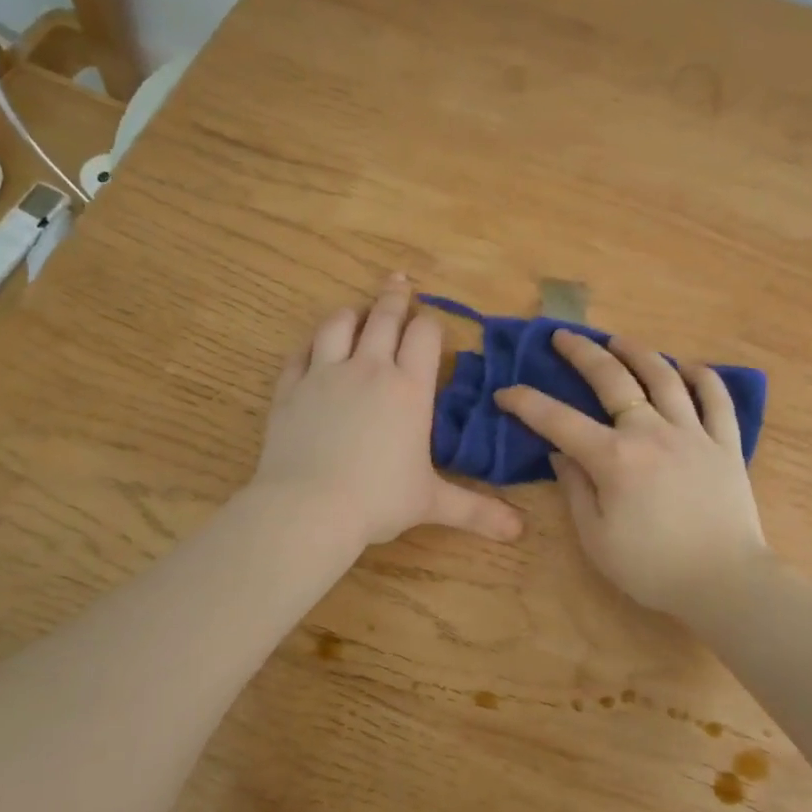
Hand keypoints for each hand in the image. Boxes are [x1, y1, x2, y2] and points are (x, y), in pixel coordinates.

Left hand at [254, 275, 523, 548]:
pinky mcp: (290, 388)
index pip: (424, 335)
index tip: (431, 322)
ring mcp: (325, 374)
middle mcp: (369, 369)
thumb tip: (520, 530)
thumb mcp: (433, 502)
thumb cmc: (378, 500)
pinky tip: (314, 346)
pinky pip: (300, 353)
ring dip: (352, 313)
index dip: (431, 324)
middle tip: (399, 280)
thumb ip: (477, 510)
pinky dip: (311, 344)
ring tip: (358, 310)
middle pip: (384, 318)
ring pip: (339, 325)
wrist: (308, 508)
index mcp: (409, 389)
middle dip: (395, 298)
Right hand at [495, 331, 770, 615]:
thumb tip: (560, 453)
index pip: (559, 420)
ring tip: (618, 340)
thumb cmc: (653, 568)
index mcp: (615, 459)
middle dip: (582, 353)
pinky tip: (687, 367)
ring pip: (664, 377)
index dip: (527, 403)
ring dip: (637, 352)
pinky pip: (716, 398)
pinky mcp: (726, 442)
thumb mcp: (597, 539)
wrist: (725, 582)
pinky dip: (702, 376)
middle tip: (563, 336)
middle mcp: (652, 432)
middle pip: (613, 379)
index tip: (506, 392)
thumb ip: (576, 490)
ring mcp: (693, 432)